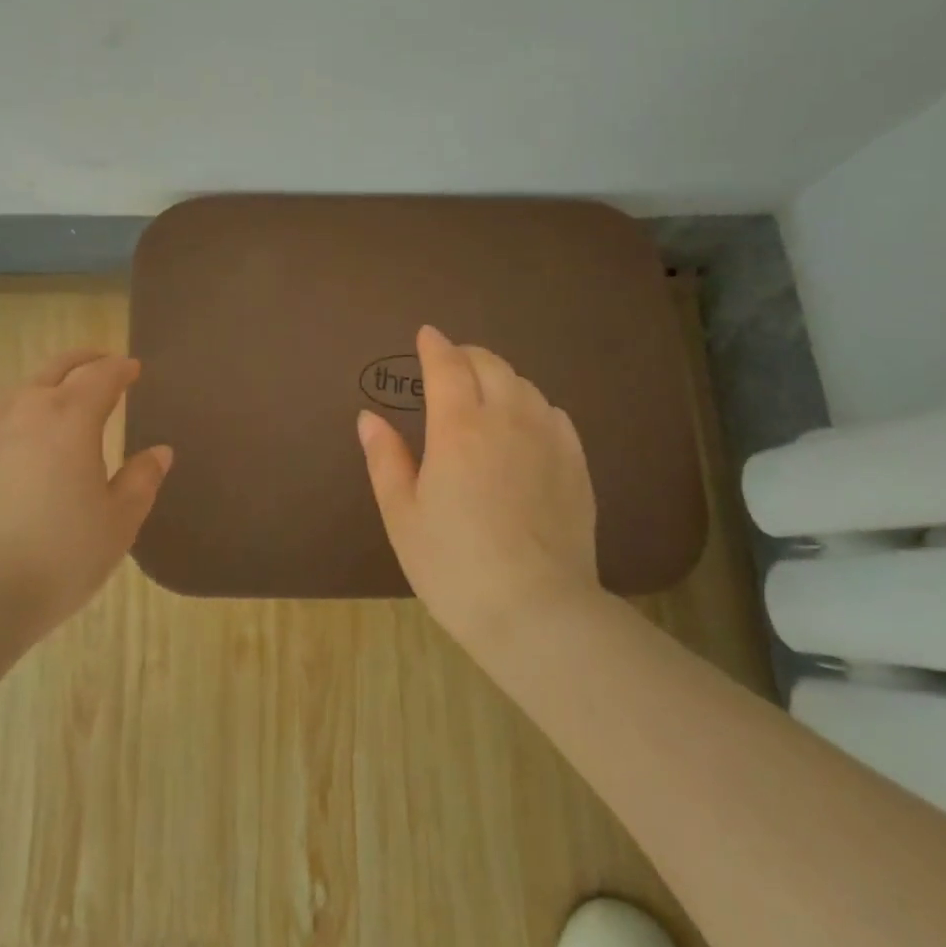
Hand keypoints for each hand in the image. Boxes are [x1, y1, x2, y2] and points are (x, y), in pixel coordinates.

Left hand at [0, 350, 171, 639]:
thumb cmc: (56, 557)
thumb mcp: (117, 524)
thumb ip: (141, 481)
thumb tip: (159, 452)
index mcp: (71, 417)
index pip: (102, 375)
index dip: (120, 369)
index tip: (132, 369)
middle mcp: (23, 408)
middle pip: (57, 367)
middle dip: (83, 361)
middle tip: (100, 365)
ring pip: (18, 393)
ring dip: (44, 391)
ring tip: (55, 410)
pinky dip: (8, 424)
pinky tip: (9, 450)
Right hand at [357, 325, 604, 648]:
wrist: (537, 611)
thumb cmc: (454, 566)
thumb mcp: (403, 515)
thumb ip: (385, 459)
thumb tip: (369, 417)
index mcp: (459, 428)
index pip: (447, 366)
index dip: (434, 346)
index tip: (426, 335)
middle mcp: (507, 420)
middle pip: (490, 365)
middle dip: (467, 355)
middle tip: (451, 363)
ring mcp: (548, 440)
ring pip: (524, 385)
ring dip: (500, 377)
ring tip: (484, 391)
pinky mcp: (576, 464)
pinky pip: (553, 413)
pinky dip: (532, 404)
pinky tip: (525, 423)